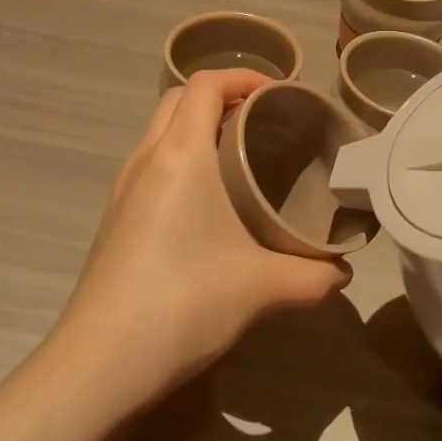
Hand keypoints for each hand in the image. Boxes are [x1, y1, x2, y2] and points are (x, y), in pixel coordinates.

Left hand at [51, 69, 350, 410]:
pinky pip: (151, 161)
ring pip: (160, 129)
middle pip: (180, 98)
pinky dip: (180, 155)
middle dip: (222, 95)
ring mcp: (123, 187)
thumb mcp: (260, 288)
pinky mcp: (114, 216)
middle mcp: (147, 158)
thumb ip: (313, 276)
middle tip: (263, 120)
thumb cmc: (181, 305)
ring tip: (239, 154)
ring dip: (197, 125)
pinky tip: (207, 200)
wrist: (96, 365)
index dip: (244, 75)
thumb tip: (345, 272)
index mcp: (180, 155)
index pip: (206, 84)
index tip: (280, 94)